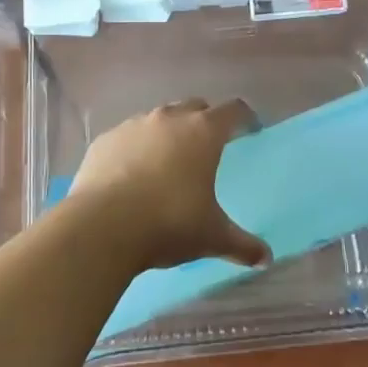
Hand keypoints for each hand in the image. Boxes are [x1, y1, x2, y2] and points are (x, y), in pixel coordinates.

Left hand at [66, 100, 270, 271]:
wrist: (101, 226)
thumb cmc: (168, 223)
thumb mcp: (212, 237)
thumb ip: (242, 245)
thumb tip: (266, 259)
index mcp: (203, 133)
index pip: (233, 111)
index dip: (244, 118)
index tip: (250, 128)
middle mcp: (169, 119)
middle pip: (194, 107)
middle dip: (205, 121)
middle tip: (209, 145)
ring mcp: (133, 126)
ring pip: (158, 119)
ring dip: (168, 133)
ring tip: (169, 161)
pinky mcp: (105, 140)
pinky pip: (127, 137)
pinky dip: (135, 148)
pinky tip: (132, 174)